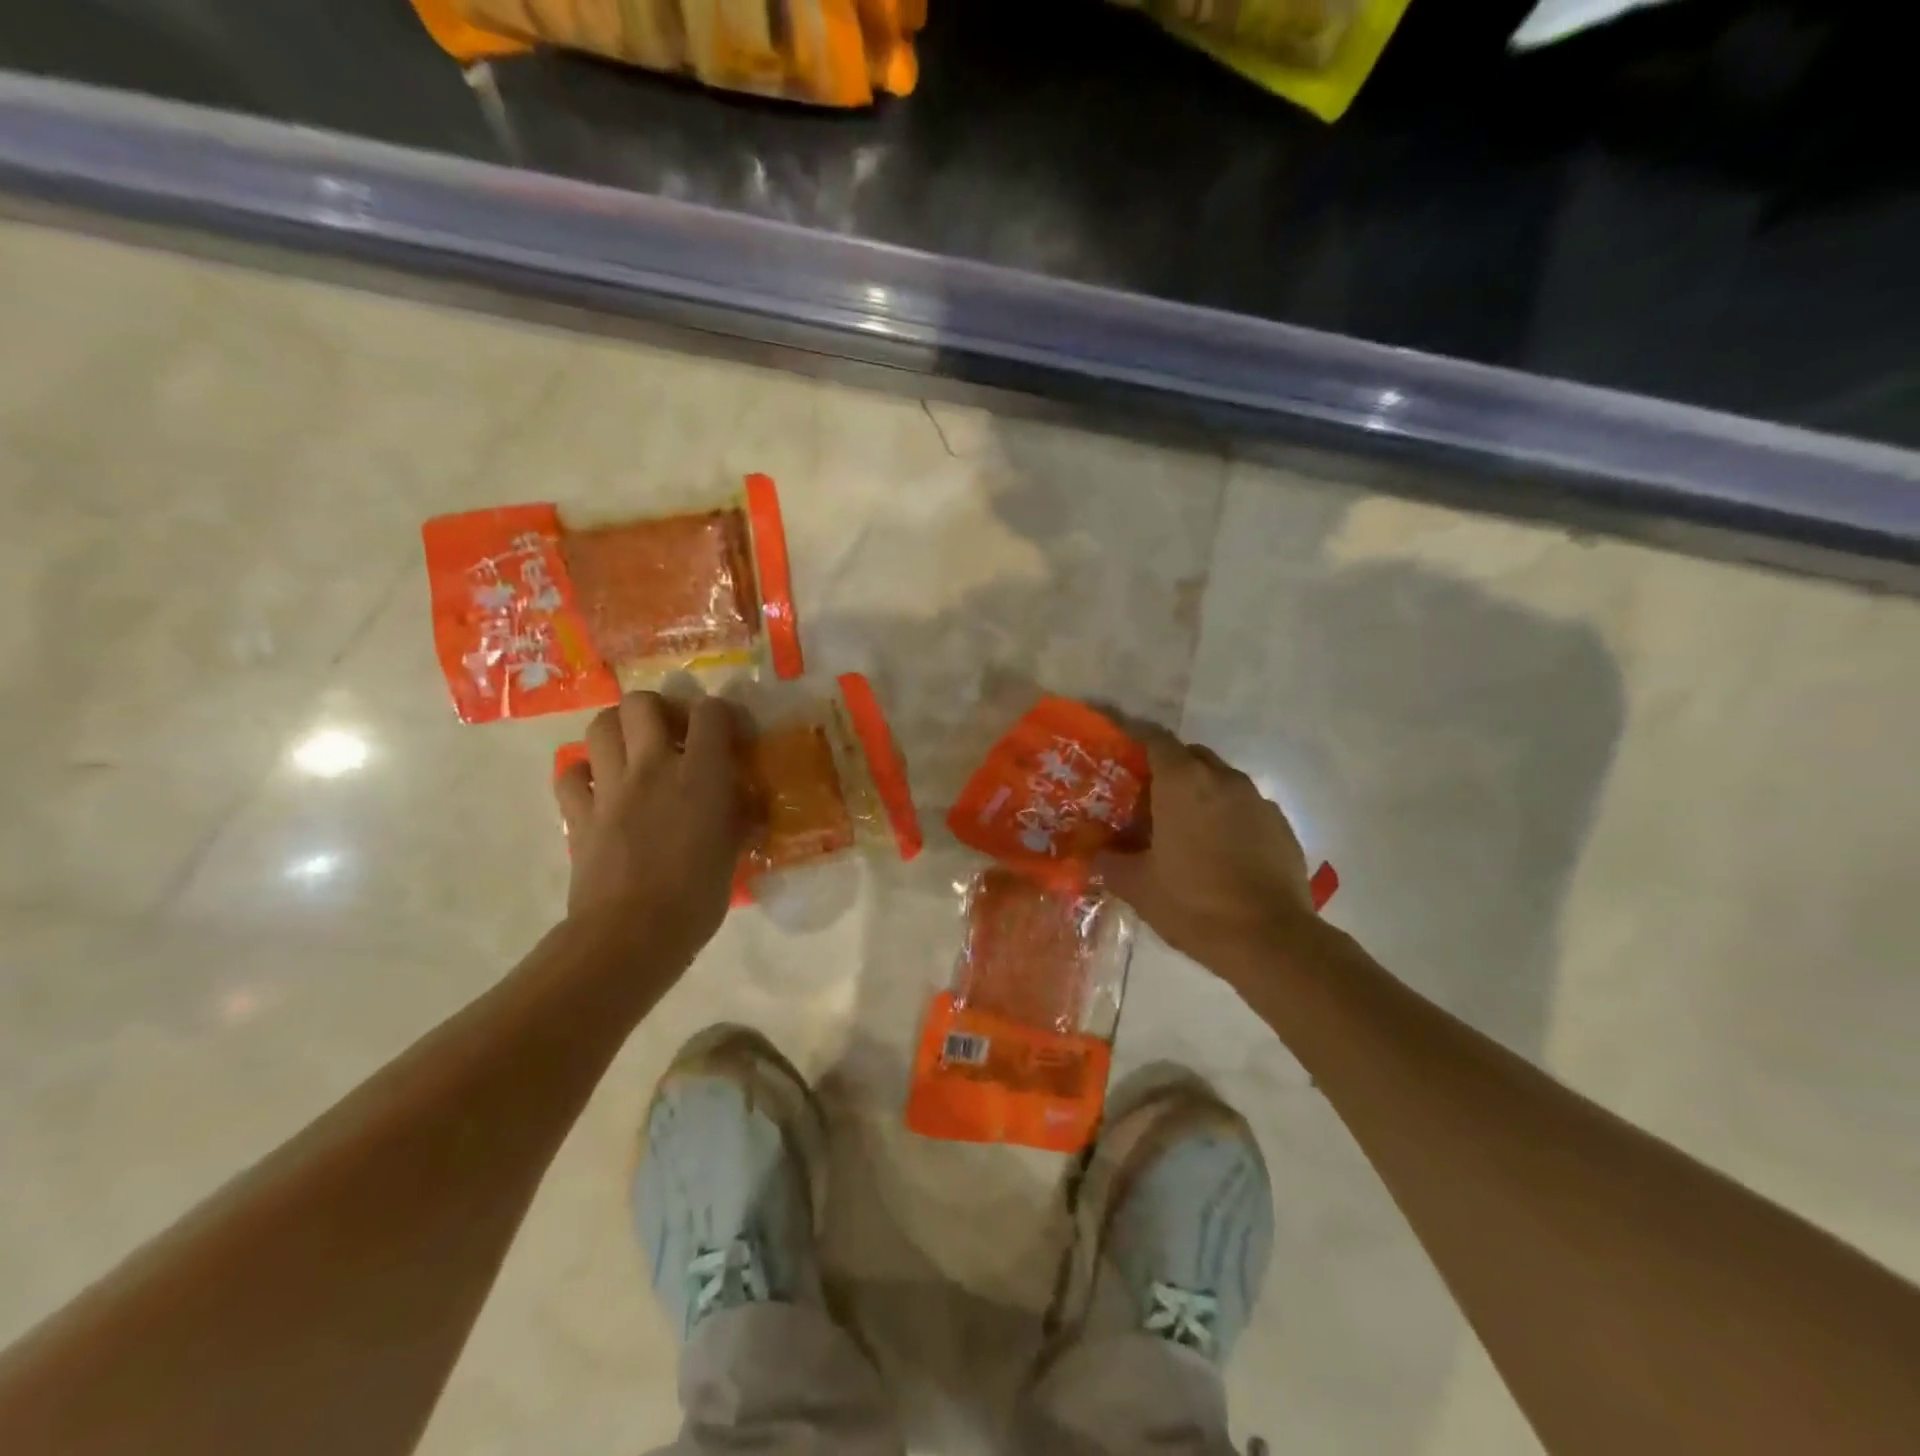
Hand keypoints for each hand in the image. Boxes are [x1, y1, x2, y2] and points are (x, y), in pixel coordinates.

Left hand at [553, 693, 751, 961]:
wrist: (632, 935)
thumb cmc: (697, 897)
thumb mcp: (733, 849)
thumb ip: (736, 813)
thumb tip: (741, 799)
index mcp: (700, 775)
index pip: (712, 712)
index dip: (723, 714)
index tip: (730, 734)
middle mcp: (651, 767)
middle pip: (642, 703)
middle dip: (659, 709)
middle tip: (673, 734)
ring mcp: (609, 788)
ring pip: (600, 725)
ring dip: (619, 730)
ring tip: (635, 752)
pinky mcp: (578, 813)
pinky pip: (570, 773)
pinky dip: (584, 773)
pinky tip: (601, 788)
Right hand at [1097, 726, 1315, 975]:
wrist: (1269, 939)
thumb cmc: (1193, 903)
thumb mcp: (1137, 886)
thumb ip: (1111, 861)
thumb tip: (1098, 853)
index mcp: (1182, 782)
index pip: (1154, 739)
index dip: (1134, 735)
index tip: (1118, 742)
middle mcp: (1222, 779)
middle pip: (1190, 756)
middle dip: (1169, 768)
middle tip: (1148, 797)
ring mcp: (1257, 801)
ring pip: (1221, 781)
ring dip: (1200, 793)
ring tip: (1184, 826)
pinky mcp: (1281, 825)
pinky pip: (1246, 808)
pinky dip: (1228, 817)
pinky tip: (1220, 851)